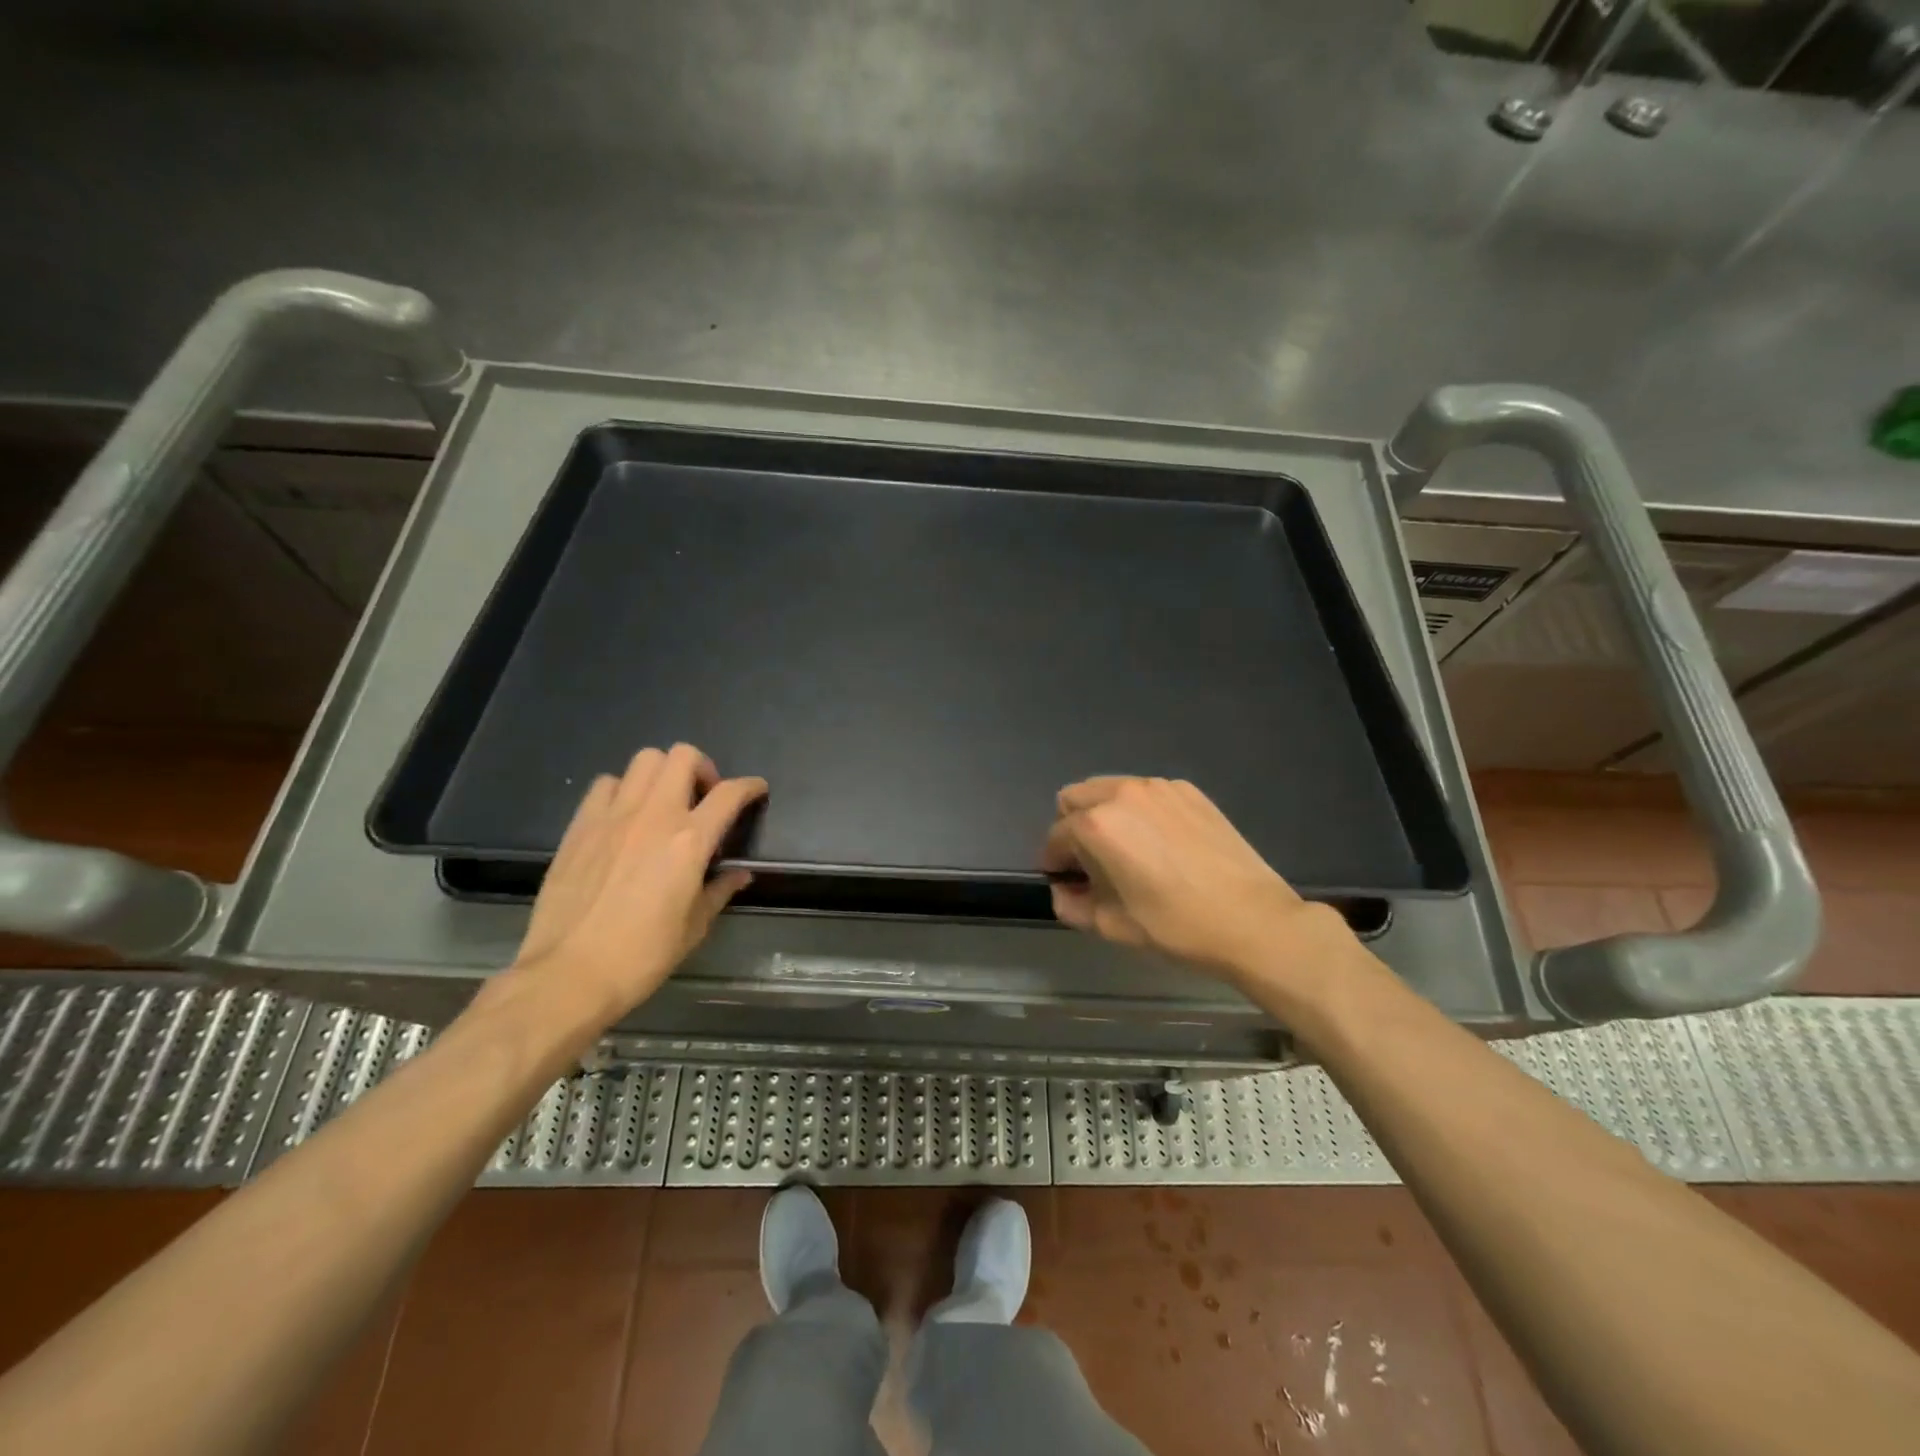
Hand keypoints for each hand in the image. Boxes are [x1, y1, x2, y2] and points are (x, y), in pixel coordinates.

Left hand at [507, 744, 767, 1018]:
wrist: (569, 974)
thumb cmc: (642, 956)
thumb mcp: (694, 927)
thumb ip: (719, 891)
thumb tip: (739, 874)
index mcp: (689, 841)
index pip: (730, 794)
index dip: (750, 786)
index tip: (756, 790)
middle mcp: (654, 815)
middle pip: (683, 756)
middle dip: (702, 768)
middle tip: (703, 797)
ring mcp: (612, 816)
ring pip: (644, 760)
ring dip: (662, 774)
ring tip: (663, 802)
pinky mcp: (580, 826)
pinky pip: (605, 784)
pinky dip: (623, 790)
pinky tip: (624, 817)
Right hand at [1042, 776, 1363, 995]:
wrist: (1252, 920)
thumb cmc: (1175, 926)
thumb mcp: (1111, 925)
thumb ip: (1071, 905)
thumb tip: (1063, 890)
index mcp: (1097, 825)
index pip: (1056, 837)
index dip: (1054, 863)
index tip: (1065, 882)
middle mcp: (1122, 793)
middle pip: (1074, 798)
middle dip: (1072, 828)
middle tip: (1091, 863)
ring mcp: (1158, 787)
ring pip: (1110, 789)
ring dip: (1104, 814)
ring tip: (1127, 851)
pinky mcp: (1188, 791)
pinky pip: (1145, 793)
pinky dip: (1138, 811)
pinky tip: (1161, 844)